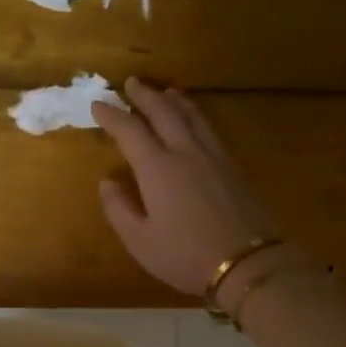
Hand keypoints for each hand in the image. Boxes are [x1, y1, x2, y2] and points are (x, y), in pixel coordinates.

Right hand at [92, 77, 278, 295]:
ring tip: (164, 91)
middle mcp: (185, 152)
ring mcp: (213, 156)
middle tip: (131, 83)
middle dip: (145, 96)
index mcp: (157, 168)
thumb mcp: (140, 241)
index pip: (130, 130)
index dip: (112, 116)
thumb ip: (119, 209)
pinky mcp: (232, 166)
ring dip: (174, 99)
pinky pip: (209, 128)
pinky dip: (195, 114)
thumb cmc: (185, 256)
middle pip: (164, 112)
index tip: (98, 105)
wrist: (246, 263)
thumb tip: (108, 181)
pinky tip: (195, 119)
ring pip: (191, 115)